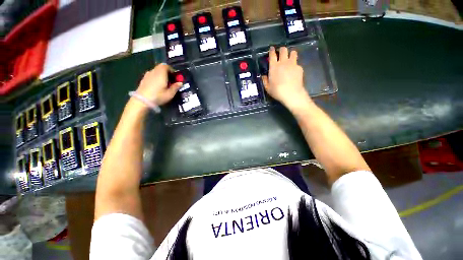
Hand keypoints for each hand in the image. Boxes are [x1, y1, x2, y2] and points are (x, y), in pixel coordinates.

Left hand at [136, 63, 181, 105]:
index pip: (167, 66)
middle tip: (171, 81)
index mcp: (161, 73)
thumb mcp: (170, 93)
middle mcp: (154, 71)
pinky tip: (157, 86)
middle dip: (167, 72)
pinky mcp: (144, 79)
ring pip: (156, 71)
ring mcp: (147, 75)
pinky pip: (152, 75)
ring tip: (165, 84)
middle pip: (161, 67)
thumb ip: (175, 87)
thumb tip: (180, 83)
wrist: (142, 100)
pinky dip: (156, 78)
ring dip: (161, 75)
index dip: (172, 71)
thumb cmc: (158, 96)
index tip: (175, 77)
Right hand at [262, 46, 310, 110]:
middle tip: (281, 53)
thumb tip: (263, 76)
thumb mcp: (267, 88)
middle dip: (282, 50)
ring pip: (293, 52)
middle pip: (283, 50)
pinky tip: (294, 71)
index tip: (272, 48)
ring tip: (290, 58)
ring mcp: (292, 64)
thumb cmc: (277, 91)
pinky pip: (297, 63)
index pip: (272, 54)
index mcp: (274, 67)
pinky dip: (295, 65)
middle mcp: (283, 62)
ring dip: (290, 54)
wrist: (291, 93)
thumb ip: (265, 80)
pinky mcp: (299, 68)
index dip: (272, 50)